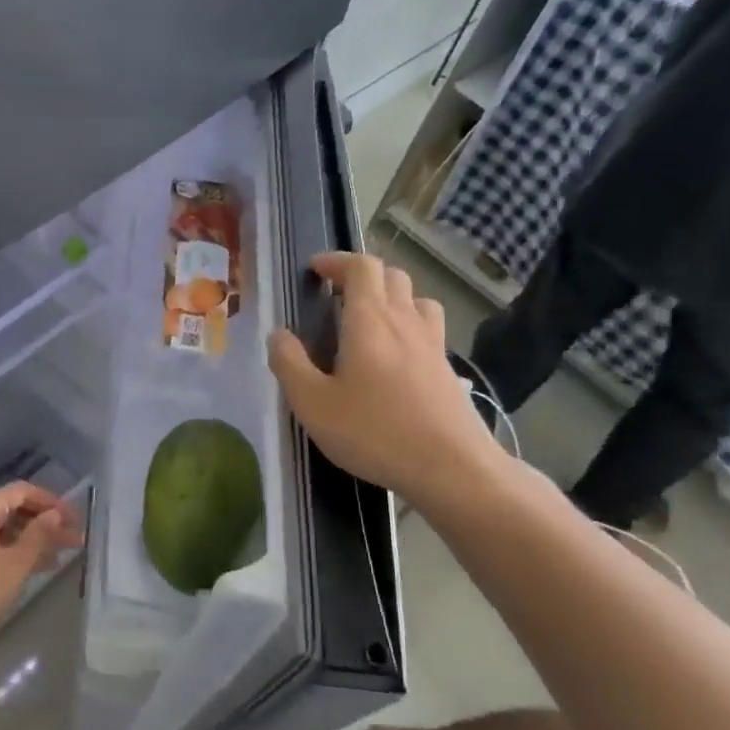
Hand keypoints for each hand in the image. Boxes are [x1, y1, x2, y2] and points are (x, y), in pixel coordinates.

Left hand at [0, 482, 81, 659]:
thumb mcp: (11, 566)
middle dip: (44, 524)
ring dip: (29, 542)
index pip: (24, 491)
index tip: (77, 521)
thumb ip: (37, 538)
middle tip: (74, 543)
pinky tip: (24, 574)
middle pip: (12, 510)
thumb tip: (55, 513)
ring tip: (57, 560)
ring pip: (0, 532)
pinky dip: (10, 555)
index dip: (53, 502)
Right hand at [267, 251, 505, 508]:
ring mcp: (433, 345)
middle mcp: (405, 322)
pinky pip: (429, 329)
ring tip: (369, 319)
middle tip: (336, 295)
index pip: (361, 267)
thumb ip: (290, 364)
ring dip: (392, 297)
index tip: (315, 271)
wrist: (451, 468)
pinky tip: (396, 357)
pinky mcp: (448, 370)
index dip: (337, 261)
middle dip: (361, 276)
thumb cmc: (374, 432)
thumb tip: (278, 335)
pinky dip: (409, 326)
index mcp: (370, 320)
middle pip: (392, 276)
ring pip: (416, 299)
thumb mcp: (313, 404)